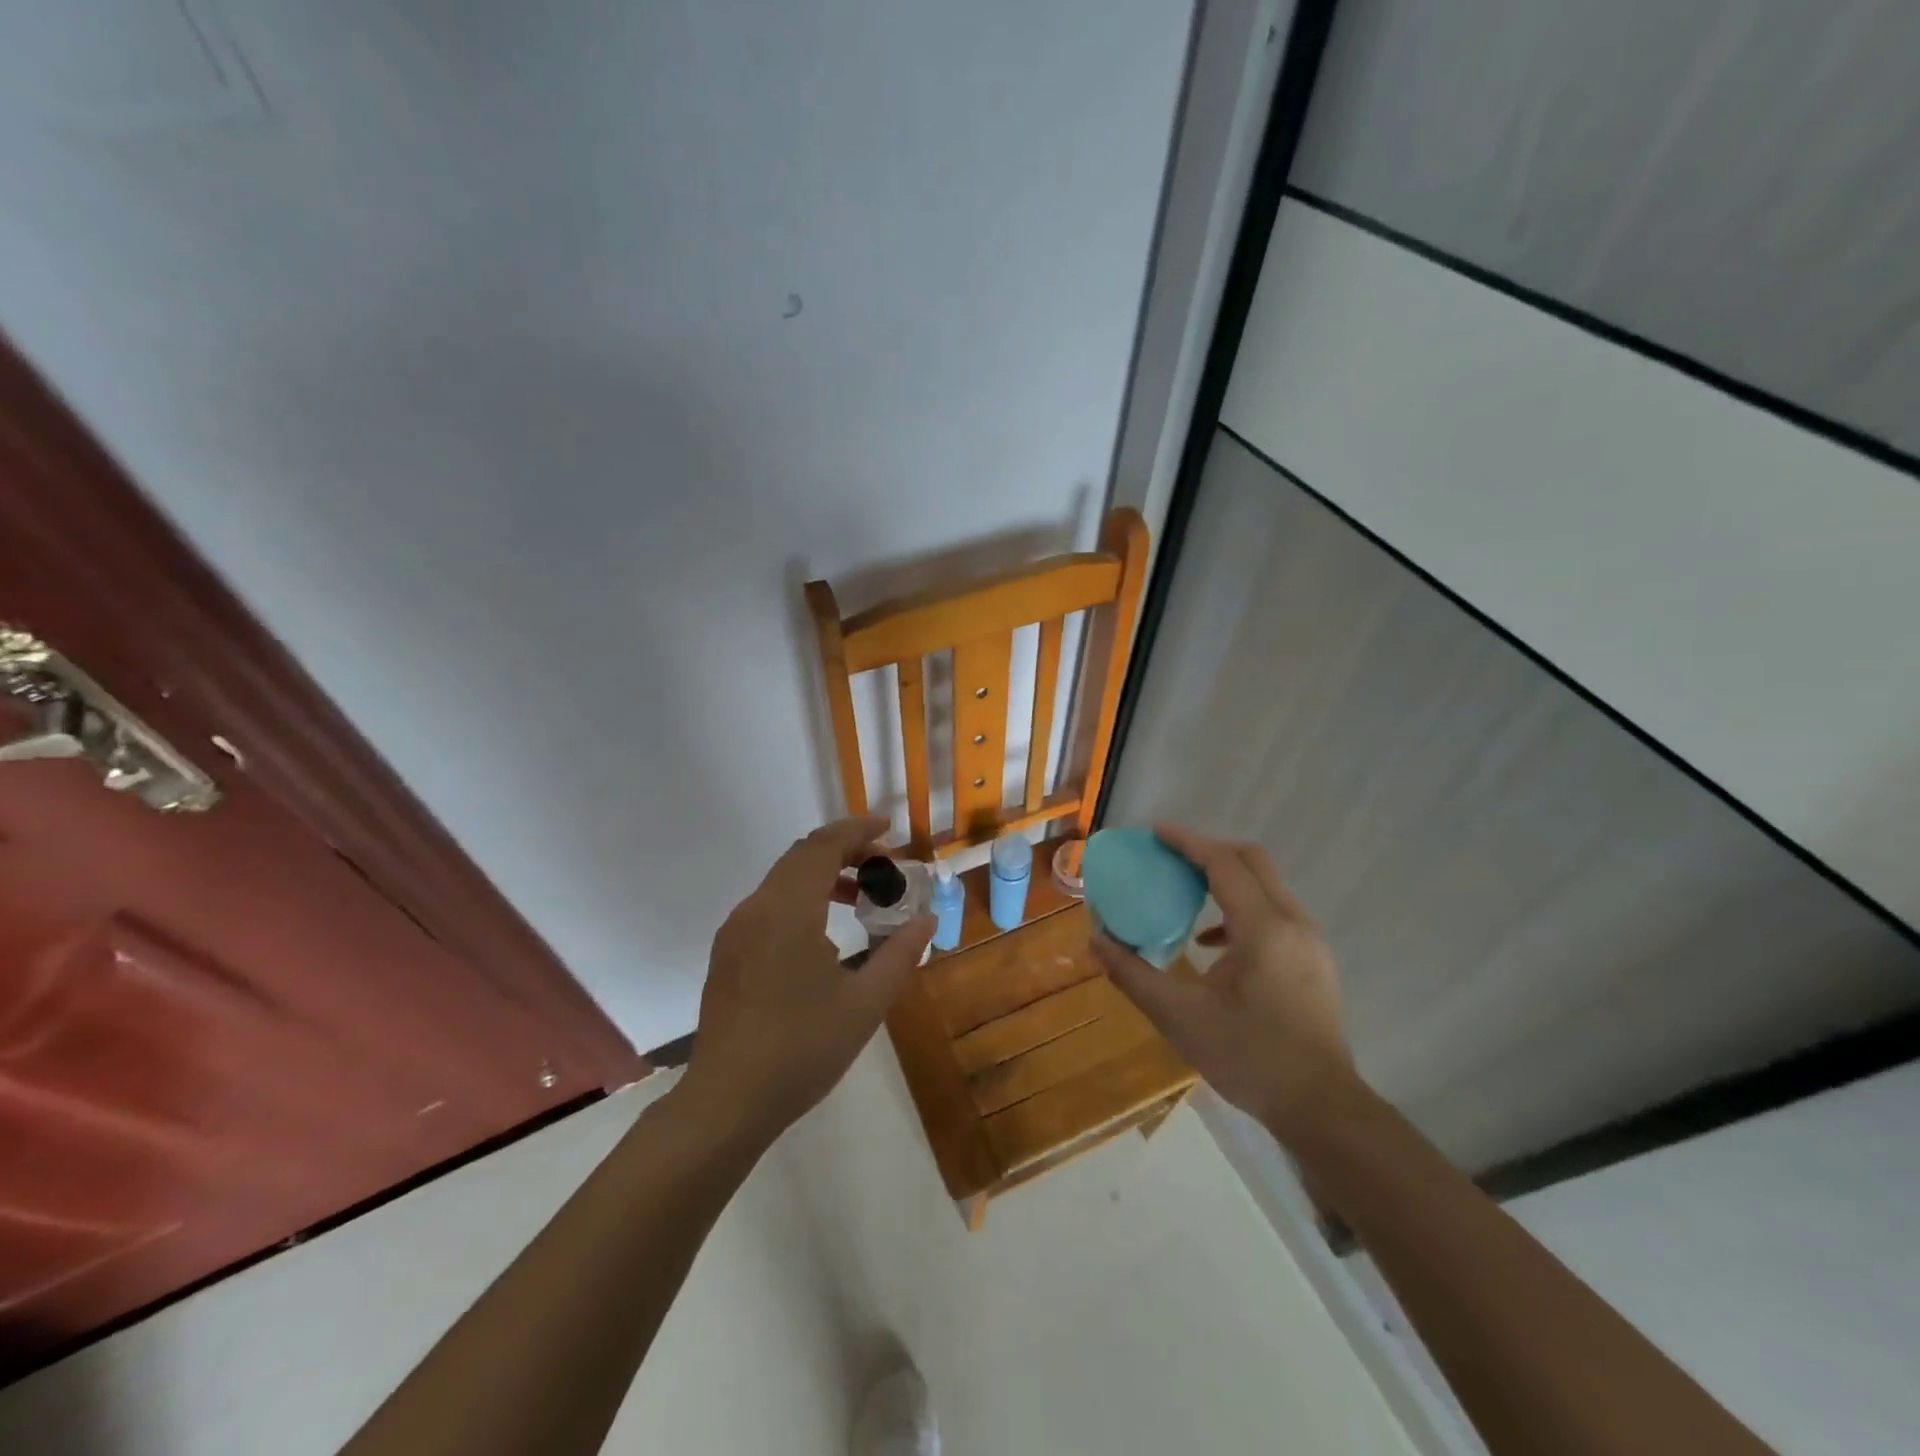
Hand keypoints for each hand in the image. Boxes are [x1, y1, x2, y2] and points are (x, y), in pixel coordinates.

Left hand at [680, 816, 933, 1143]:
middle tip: (884, 867)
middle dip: (845, 850)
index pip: (823, 846)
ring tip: (860, 897)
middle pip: (802, 855)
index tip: (890, 831)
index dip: (858, 831)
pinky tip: (824, 933)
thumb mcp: (865, 1005)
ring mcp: (736, 930)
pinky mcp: (728, 952)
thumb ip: (900, 954)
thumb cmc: (801, 1050)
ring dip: (823, 874)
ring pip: (783, 879)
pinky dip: (802, 897)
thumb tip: (926, 921)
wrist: (725, 1102)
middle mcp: (756, 908)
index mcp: (788, 911)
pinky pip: (769, 903)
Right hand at [1090, 824, 1354, 1136]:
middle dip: (1208, 851)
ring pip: (1266, 885)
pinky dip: (1242, 908)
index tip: (1155, 832)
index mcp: (1263, 928)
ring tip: (1185, 895)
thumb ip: (1133, 974)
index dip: (1187, 842)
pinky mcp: (1315, 960)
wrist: (1321, 1107)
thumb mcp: (1180, 1017)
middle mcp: (1293, 922)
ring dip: (1226, 878)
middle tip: (1169, 859)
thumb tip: (1096, 942)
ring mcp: (1310, 941)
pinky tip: (1213, 944)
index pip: (1223, 863)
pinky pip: (1275, 911)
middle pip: (1251, 861)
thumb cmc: (1249, 1057)